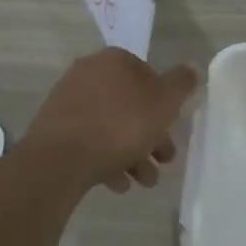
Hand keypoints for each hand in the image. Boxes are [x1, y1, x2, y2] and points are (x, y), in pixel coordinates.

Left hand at [23, 49, 199, 192]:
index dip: (165, 103)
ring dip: (132, 154)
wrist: (60, 159)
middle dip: (150, 135)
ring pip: (110, 126)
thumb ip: (182, 83)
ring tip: (144, 181)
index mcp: (114, 61)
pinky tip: (118, 184)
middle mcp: (88, 74)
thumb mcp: (165, 101)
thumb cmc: (121, 124)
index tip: (173, 127)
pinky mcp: (54, 130)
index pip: (148, 74)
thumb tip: (191, 68)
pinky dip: (107, 160)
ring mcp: (68, 102)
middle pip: (129, 104)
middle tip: (164, 160)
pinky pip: (89, 142)